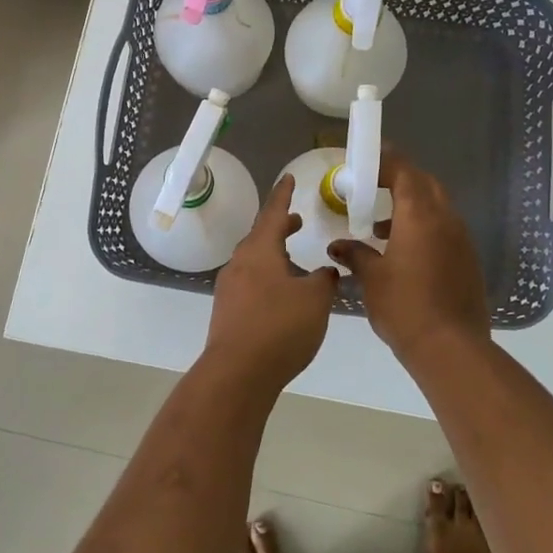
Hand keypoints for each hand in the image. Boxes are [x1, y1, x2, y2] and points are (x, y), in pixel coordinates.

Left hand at [204, 176, 338, 390]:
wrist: (237, 374)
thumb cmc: (279, 327)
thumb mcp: (315, 300)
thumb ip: (324, 280)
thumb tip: (325, 271)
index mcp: (260, 250)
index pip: (273, 213)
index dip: (283, 194)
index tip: (288, 178)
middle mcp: (240, 262)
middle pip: (261, 236)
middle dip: (280, 227)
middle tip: (297, 222)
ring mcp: (230, 288)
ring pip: (255, 260)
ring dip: (274, 254)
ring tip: (294, 261)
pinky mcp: (227, 311)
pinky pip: (250, 282)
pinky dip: (268, 277)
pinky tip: (282, 296)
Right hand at [329, 150, 489, 361]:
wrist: (451, 348)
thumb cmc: (404, 306)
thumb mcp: (371, 278)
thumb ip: (355, 254)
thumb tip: (338, 246)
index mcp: (419, 215)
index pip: (403, 171)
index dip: (385, 161)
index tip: (364, 161)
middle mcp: (445, 219)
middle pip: (425, 183)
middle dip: (400, 179)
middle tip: (374, 186)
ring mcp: (461, 239)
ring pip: (437, 206)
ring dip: (412, 205)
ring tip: (381, 226)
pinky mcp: (467, 260)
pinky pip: (445, 229)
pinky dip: (424, 227)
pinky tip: (403, 251)